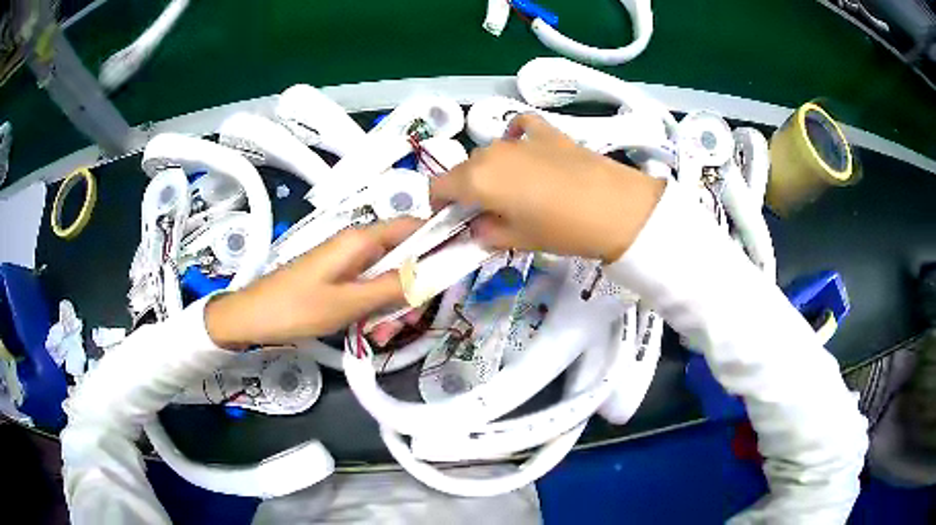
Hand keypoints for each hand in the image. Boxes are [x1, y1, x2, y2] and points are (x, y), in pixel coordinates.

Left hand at [205, 218, 421, 348]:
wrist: (252, 318)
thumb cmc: (297, 308)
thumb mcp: (349, 302)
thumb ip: (393, 286)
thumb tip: (432, 271)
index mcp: (361, 239)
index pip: (413, 227)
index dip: (437, 243)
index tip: (452, 272)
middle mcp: (357, 244)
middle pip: (403, 257)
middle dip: (411, 290)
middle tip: (407, 323)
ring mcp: (347, 263)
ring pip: (387, 277)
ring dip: (392, 305)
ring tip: (381, 335)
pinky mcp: (338, 279)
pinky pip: (368, 289)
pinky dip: (374, 308)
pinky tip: (369, 332)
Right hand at [431, 114, 665, 262]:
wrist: (616, 207)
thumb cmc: (561, 230)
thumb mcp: (518, 240)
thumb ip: (486, 233)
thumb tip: (476, 227)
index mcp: (475, 179)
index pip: (437, 187)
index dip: (438, 206)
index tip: (452, 221)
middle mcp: (490, 152)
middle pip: (464, 170)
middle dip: (467, 191)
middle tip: (487, 213)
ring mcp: (519, 139)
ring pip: (489, 152)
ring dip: (490, 170)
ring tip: (513, 190)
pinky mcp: (546, 131)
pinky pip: (519, 128)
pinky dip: (515, 138)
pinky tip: (525, 150)